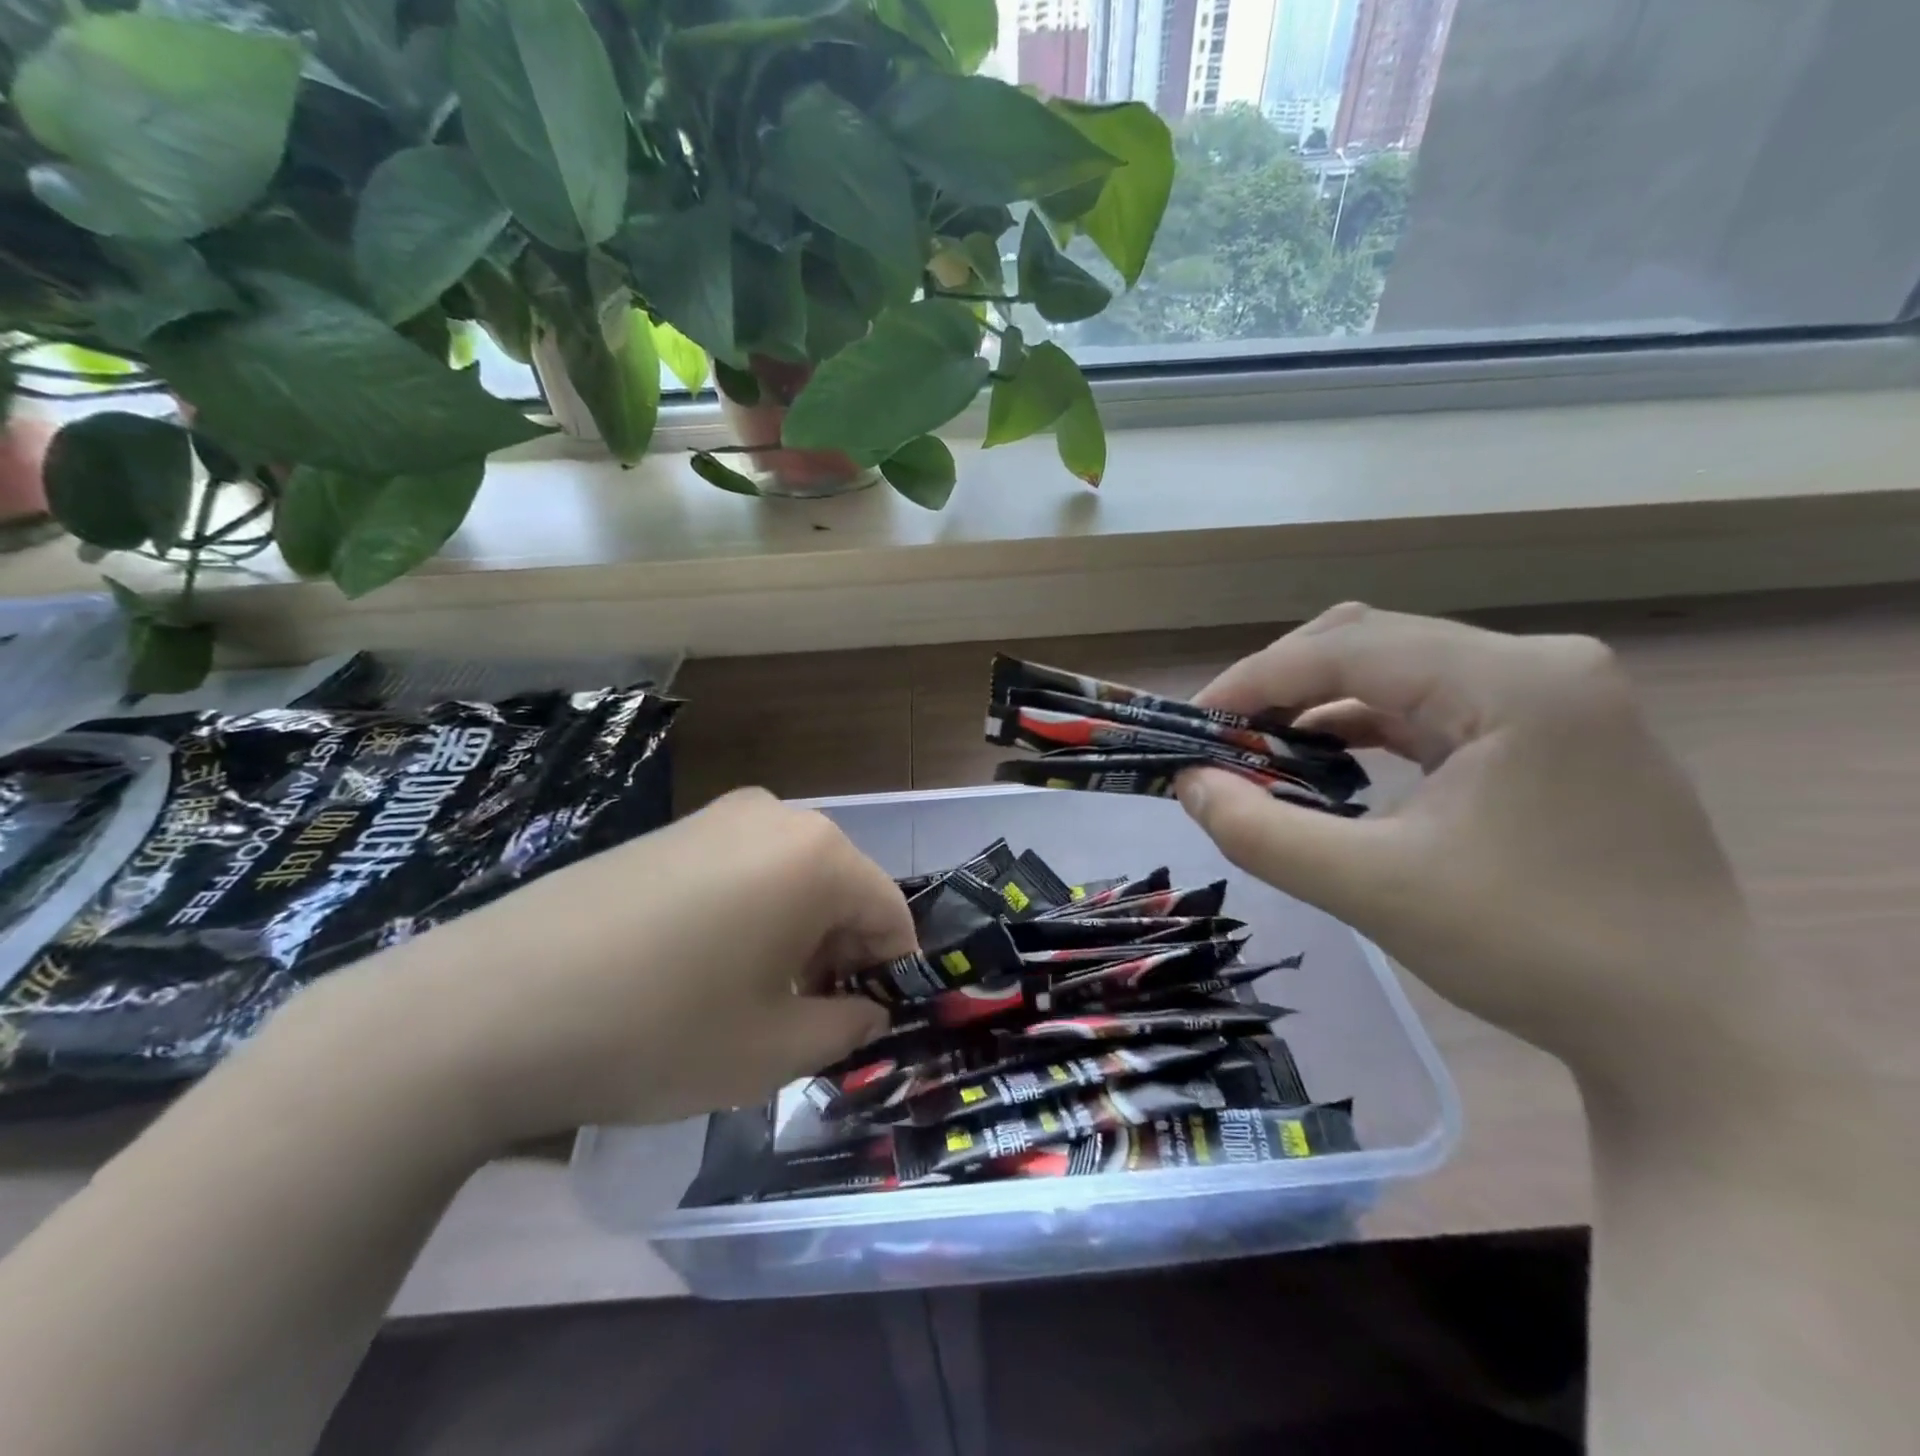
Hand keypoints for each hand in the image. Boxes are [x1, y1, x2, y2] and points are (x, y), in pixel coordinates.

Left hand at [306, 789, 903, 1149]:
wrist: (487, 1006)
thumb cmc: (657, 1030)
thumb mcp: (772, 1052)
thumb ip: (844, 1029)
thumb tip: (865, 1010)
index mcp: (818, 855)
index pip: (890, 912)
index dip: (887, 974)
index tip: (857, 1025)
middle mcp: (777, 815)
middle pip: (840, 889)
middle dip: (836, 954)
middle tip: (798, 1019)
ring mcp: (717, 816)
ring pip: (791, 879)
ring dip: (792, 936)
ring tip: (742, 999)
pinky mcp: (670, 830)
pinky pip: (741, 870)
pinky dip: (746, 915)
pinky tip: (695, 967)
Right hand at [1177, 604, 1761, 1090]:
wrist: (1689, 1030)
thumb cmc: (1533, 950)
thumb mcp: (1373, 889)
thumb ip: (1261, 832)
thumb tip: (1188, 783)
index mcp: (1514, 681)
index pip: (1350, 647)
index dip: (1256, 678)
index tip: (1193, 723)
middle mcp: (1540, 665)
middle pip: (1375, 642)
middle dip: (1285, 684)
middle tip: (1224, 736)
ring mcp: (1554, 696)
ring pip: (1401, 670)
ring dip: (1323, 703)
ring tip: (1263, 748)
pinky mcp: (1551, 732)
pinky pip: (1434, 705)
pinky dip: (1368, 726)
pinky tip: (1330, 760)